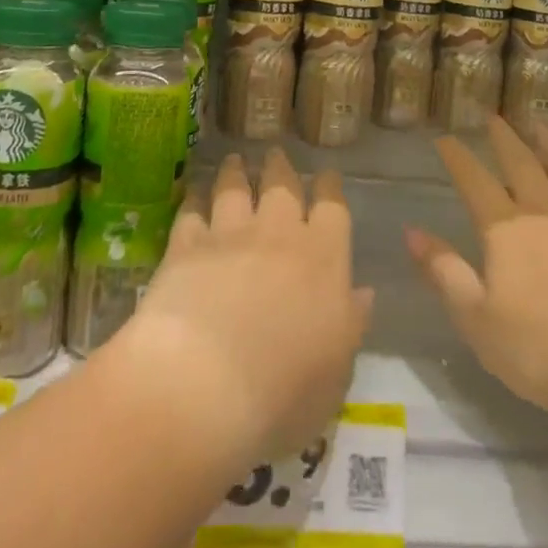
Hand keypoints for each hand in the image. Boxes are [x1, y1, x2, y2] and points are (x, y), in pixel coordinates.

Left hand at [115, 148, 372, 465]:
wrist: (204, 384)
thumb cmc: (283, 391)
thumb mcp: (336, 373)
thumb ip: (350, 326)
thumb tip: (361, 293)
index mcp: (324, 259)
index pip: (332, 208)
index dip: (329, 188)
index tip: (326, 176)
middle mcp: (278, 234)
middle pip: (282, 186)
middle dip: (281, 168)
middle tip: (276, 155)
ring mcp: (229, 235)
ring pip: (235, 188)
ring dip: (236, 172)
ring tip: (235, 162)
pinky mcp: (186, 246)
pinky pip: (192, 211)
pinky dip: (194, 199)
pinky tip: (193, 194)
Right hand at [407, 117, 547, 429]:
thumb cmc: (547, 349)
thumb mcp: (479, 321)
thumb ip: (445, 273)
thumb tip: (411, 232)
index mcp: (506, 230)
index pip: (474, 183)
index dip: (458, 158)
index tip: (445, 138)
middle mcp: (546, 212)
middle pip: (522, 164)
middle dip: (505, 139)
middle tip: (495, 116)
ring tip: (541, 124)